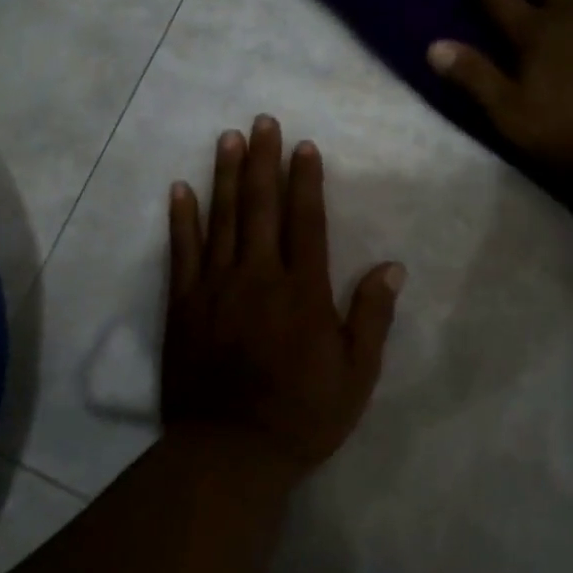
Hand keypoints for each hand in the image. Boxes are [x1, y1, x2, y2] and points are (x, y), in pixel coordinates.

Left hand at [162, 116, 403, 478]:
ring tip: (228, 138)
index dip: (306, 181)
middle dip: (264, 161)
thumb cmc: (303, 415)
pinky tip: (180, 189)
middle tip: (262, 121)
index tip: (305, 146)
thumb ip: (372, 316)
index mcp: (303, 291)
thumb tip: (392, 266)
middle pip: (262, 207)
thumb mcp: (356, 374)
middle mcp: (259, 277)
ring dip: (226, 176)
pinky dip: (181, 219)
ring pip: (222, 219)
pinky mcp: (183, 304)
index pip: (307, 221)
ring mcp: (215, 287)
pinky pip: (182, 252)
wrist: (231, 451)